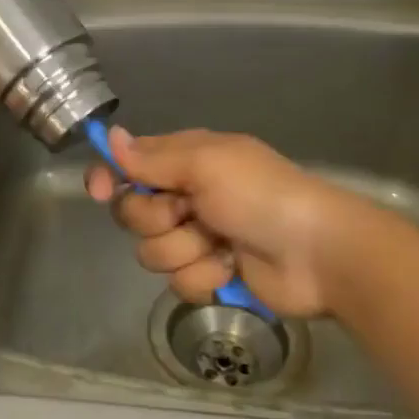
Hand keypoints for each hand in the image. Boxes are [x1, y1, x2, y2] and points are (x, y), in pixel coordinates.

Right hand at [84, 126, 398, 318]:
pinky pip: (178, 281)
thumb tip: (110, 137)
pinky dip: (205, 276)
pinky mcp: (210, 274)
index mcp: (186, 160)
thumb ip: (152, 158)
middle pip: (132, 212)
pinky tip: (230, 269)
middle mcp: (186, 196)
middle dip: (157, 218)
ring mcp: (198, 237)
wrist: (318, 253)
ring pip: (152, 251)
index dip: (109, 177)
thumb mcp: (206, 164)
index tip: (99, 190)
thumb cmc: (261, 195)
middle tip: (190, 213)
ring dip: (185, 250)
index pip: (129, 164)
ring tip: (220, 245)